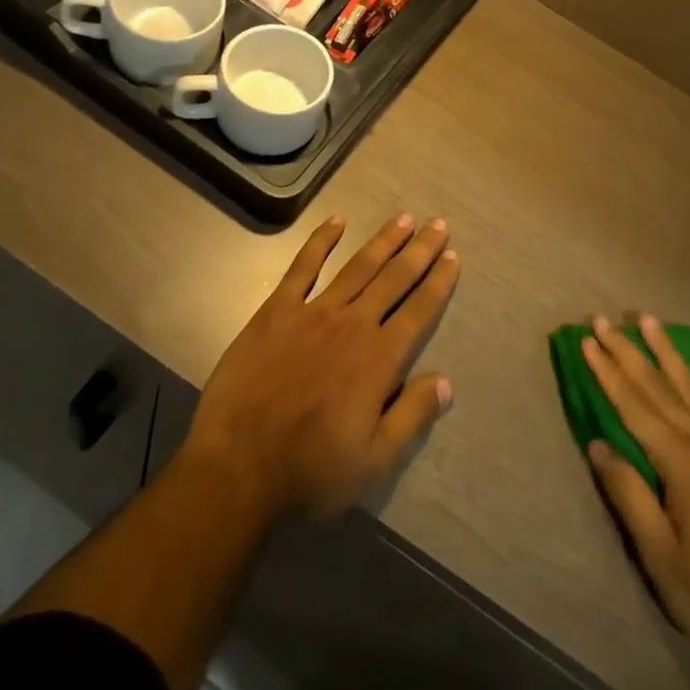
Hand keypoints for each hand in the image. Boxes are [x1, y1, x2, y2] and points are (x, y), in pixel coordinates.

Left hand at [184, 212, 459, 523]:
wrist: (237, 469)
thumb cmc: (310, 471)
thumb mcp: (374, 461)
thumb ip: (413, 416)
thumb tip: (447, 381)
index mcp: (380, 359)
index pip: (419, 310)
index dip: (439, 282)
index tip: (453, 256)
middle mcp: (353, 324)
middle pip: (395, 278)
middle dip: (420, 250)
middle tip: (439, 224)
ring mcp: (314, 313)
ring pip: (358, 266)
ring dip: (384, 240)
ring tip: (404, 218)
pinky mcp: (277, 312)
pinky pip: (303, 268)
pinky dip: (321, 242)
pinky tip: (337, 221)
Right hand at [582, 314, 689, 689]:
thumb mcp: (659, 556)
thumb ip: (628, 494)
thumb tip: (597, 444)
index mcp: (681, 462)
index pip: (634, 405)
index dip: (607, 371)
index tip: (586, 340)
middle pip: (658, 386)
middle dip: (628, 351)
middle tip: (603, 320)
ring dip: (667, 351)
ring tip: (649, 320)